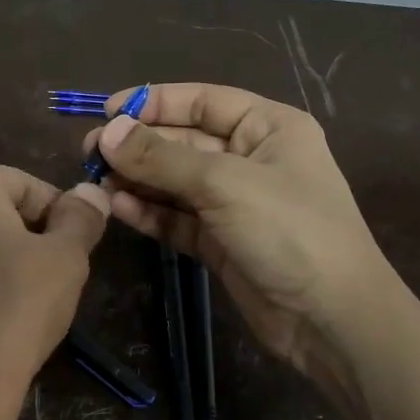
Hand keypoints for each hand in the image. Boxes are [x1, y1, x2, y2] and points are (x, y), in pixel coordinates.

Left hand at [0, 166, 108, 419]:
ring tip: (30, 304)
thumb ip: (81, 218)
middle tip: (58, 276)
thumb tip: (90, 191)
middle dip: (31, 236)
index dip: (59, 210)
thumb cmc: (15, 309)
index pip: (23, 181)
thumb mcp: (66, 260)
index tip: (78, 247)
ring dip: (5, 264)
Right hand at [85, 84, 402, 396]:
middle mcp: (250, 159)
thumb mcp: (224, 184)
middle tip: (90, 152)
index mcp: (268, 128)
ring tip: (95, 180)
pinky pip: (176, 218)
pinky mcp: (219, 242)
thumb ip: (161, 158)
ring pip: (174, 182)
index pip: (203, 101)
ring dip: (137, 180)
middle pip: (183, 142)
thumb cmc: (289, 231)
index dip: (155, 103)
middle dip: (138, 145)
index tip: (107, 111)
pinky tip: (118, 208)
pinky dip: (149, 212)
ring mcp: (234, 203)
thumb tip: (107, 133)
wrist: (330, 318)